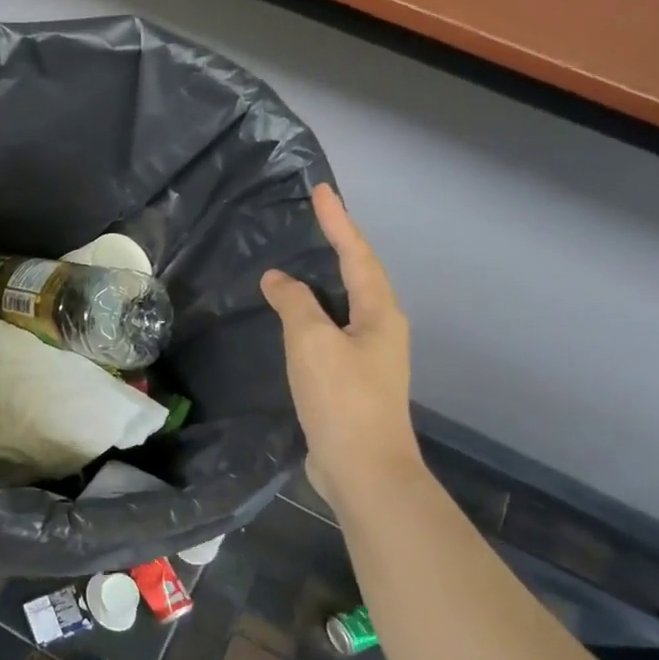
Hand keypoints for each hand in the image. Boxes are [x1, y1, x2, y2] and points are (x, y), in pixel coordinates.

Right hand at [261, 184, 419, 506]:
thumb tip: (278, 279)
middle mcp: (381, 329)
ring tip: (299, 263)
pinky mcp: (351, 381)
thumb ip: (294, 304)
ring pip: (343, 306)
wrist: (363, 469)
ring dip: (323, 281)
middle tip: (313, 221)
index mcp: (379, 313)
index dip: (339, 222)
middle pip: (358, 277)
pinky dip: (311, 315)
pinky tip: (292, 319)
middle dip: (337, 246)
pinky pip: (330, 332)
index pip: (356, 255)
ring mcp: (368, 357)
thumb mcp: (312, 342)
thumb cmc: (342, 398)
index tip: (322, 191)